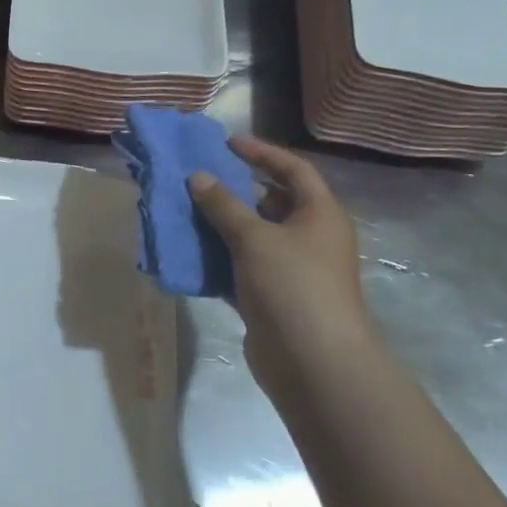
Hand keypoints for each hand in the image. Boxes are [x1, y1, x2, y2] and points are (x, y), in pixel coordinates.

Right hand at [189, 137, 376, 401]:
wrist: (313, 363)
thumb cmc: (292, 286)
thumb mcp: (254, 238)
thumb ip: (223, 205)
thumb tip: (198, 177)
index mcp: (319, 214)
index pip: (293, 169)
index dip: (262, 153)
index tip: (227, 143)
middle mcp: (310, 237)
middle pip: (272, 202)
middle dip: (236, 190)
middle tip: (199, 179)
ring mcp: (293, 270)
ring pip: (254, 237)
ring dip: (222, 226)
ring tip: (186, 212)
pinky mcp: (273, 298)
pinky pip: (242, 267)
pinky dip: (219, 259)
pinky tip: (190, 253)